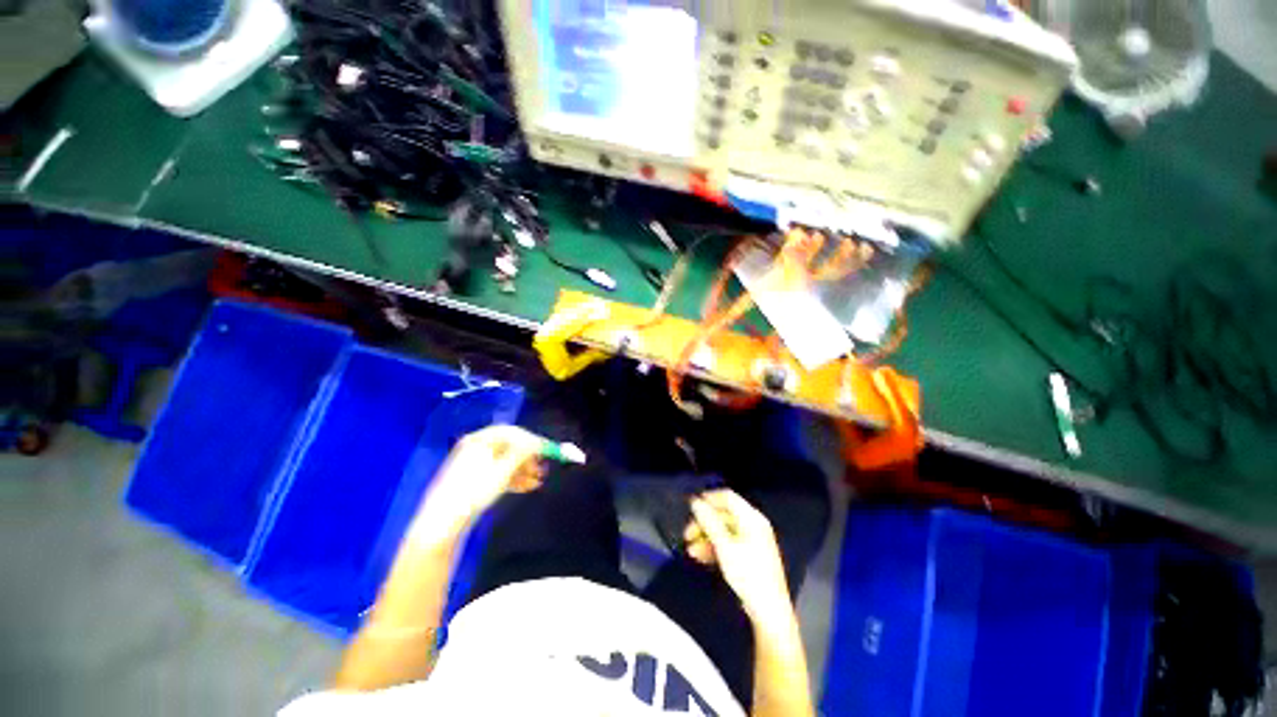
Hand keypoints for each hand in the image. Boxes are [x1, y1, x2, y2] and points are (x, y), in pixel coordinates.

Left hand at [409, 425, 545, 543]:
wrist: (444, 522)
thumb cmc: (474, 491)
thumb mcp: (503, 470)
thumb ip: (522, 453)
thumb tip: (538, 442)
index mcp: (478, 440)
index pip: (509, 432)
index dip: (529, 439)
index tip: (544, 449)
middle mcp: (475, 449)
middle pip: (508, 446)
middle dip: (528, 456)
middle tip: (543, 465)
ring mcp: (474, 465)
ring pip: (505, 462)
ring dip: (524, 470)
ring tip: (538, 481)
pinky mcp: (474, 481)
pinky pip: (498, 474)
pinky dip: (513, 479)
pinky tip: (527, 487)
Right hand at [686, 489, 792, 622]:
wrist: (769, 612)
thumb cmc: (748, 575)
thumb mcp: (724, 547)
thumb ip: (709, 522)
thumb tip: (696, 503)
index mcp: (752, 518)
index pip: (727, 497)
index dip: (708, 499)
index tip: (690, 507)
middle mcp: (753, 525)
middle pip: (724, 515)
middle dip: (704, 523)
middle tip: (687, 534)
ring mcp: (753, 541)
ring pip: (724, 531)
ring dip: (706, 537)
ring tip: (691, 550)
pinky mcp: (750, 556)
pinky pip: (729, 543)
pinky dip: (714, 547)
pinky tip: (701, 557)